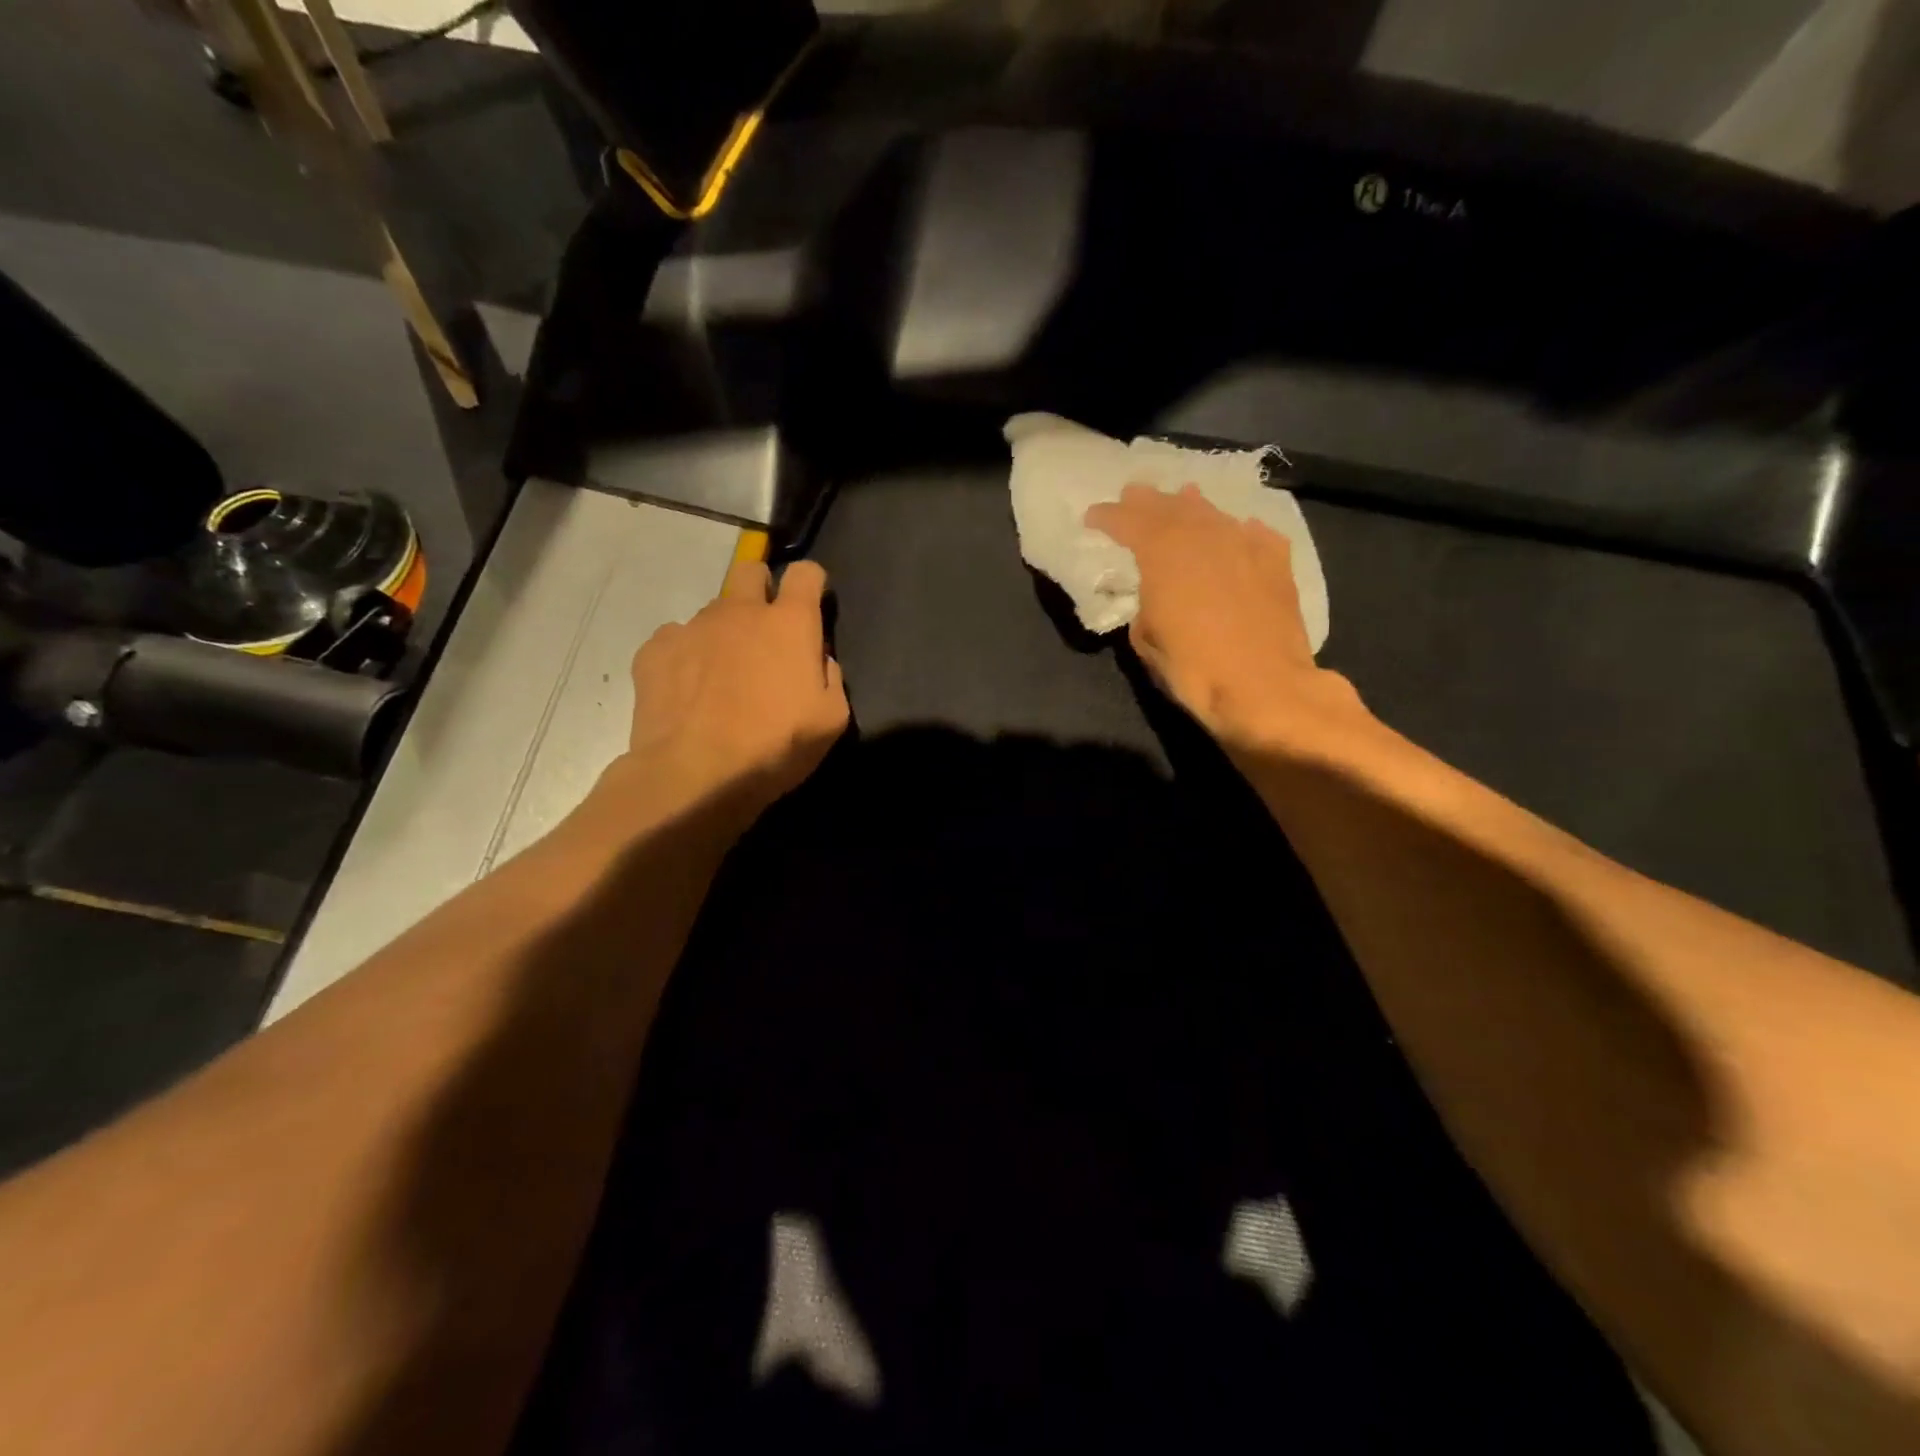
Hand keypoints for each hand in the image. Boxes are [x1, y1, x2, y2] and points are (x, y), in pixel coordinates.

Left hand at [609, 557, 848, 831]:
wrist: (696, 774)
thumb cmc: (775, 747)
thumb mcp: (830, 721)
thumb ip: (830, 679)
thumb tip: (818, 660)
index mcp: (789, 623)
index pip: (804, 573)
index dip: (811, 582)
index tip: (812, 603)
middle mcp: (740, 612)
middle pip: (749, 570)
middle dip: (760, 589)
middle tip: (765, 632)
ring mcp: (692, 627)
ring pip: (713, 611)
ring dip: (724, 632)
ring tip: (721, 676)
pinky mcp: (654, 650)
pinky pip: (675, 639)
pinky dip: (686, 656)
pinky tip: (687, 690)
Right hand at [1085, 484, 1362, 754]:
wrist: (1264, 686)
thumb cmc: (1193, 668)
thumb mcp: (1146, 639)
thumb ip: (1144, 606)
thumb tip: (1154, 596)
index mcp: (1162, 552)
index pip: (1127, 522)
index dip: (1107, 517)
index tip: (1092, 517)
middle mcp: (1203, 535)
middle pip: (1169, 507)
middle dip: (1147, 501)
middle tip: (1132, 494)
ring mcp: (1244, 544)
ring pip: (1211, 513)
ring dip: (1190, 506)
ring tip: (1181, 499)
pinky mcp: (1277, 561)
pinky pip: (1252, 533)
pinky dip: (1236, 530)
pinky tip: (1237, 532)